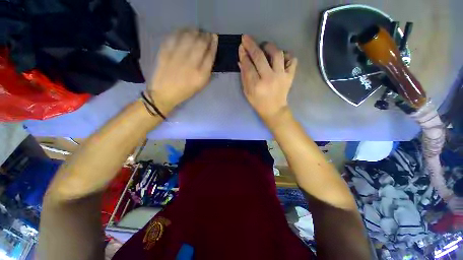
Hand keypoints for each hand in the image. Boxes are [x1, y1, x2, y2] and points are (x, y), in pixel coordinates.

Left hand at [148, 28, 217, 113]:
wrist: (165, 93)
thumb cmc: (185, 90)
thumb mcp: (200, 84)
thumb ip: (207, 70)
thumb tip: (210, 54)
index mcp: (200, 74)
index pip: (210, 55)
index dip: (213, 44)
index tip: (214, 37)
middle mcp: (190, 64)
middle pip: (200, 44)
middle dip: (205, 36)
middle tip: (206, 34)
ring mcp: (177, 57)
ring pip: (188, 37)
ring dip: (194, 31)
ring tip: (196, 31)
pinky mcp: (165, 52)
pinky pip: (174, 37)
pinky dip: (180, 32)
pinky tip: (184, 32)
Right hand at [238, 35, 296, 123]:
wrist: (274, 110)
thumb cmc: (258, 103)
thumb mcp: (247, 92)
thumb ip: (244, 77)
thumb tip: (241, 61)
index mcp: (257, 85)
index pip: (248, 65)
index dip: (244, 54)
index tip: (241, 47)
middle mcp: (269, 78)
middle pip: (260, 57)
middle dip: (251, 45)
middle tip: (246, 38)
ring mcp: (281, 76)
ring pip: (277, 54)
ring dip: (269, 47)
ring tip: (264, 47)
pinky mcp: (290, 76)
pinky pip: (292, 60)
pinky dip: (287, 55)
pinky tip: (280, 57)